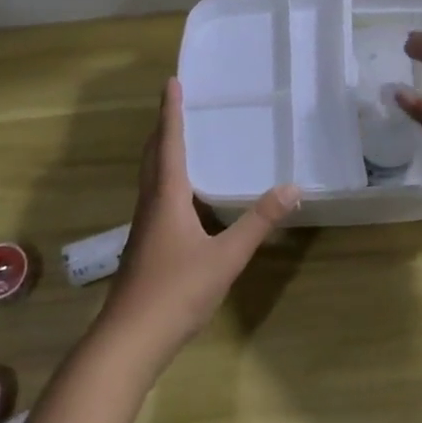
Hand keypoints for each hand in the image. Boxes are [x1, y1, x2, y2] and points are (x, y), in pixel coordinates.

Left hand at [99, 80, 300, 363]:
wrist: (129, 340)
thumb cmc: (176, 291)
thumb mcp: (225, 257)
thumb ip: (258, 222)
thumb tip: (292, 188)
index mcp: (166, 197)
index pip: (169, 143)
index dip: (170, 112)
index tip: (171, 82)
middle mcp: (150, 204)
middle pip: (153, 156)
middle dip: (163, 127)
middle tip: (175, 103)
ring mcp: (144, 227)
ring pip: (150, 177)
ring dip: (161, 152)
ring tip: (179, 139)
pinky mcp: (144, 246)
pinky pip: (155, 197)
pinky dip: (165, 179)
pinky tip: (182, 196)